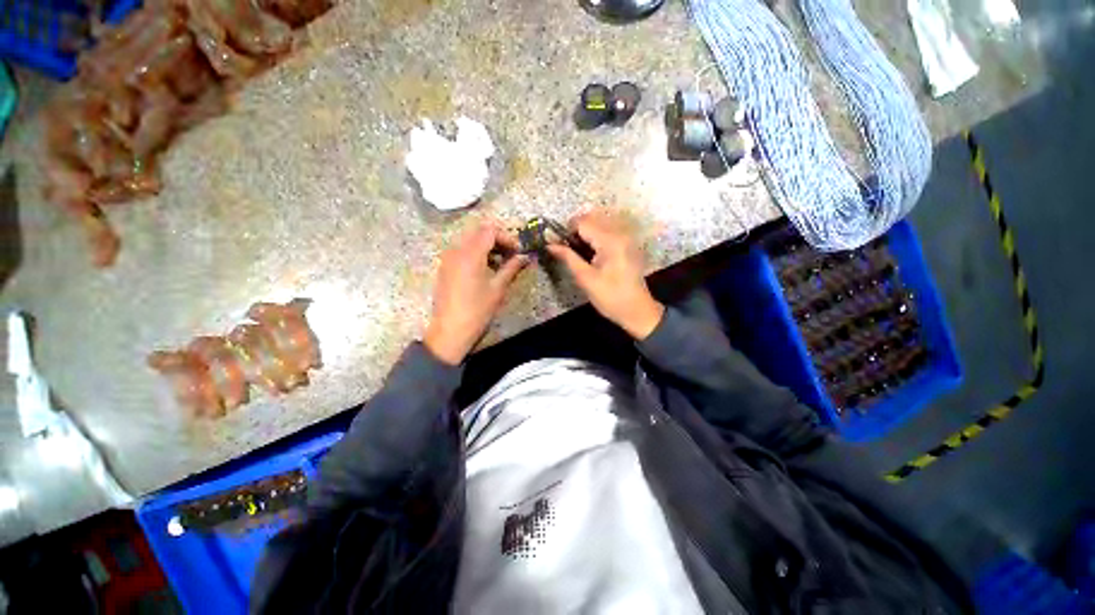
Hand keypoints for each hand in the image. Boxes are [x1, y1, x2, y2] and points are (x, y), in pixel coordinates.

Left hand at [424, 222, 529, 364]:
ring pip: (469, 241)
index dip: (507, 237)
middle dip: (497, 239)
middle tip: (510, 254)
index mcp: (470, 254)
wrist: (450, 330)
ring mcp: (447, 258)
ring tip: (499, 263)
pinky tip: (484, 269)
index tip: (518, 250)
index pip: (490, 231)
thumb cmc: (477, 310)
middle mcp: (456, 250)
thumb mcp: (498, 288)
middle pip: (478, 232)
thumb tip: (525, 257)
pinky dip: (475, 253)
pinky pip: (461, 251)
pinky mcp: (444, 268)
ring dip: (486, 246)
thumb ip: (511, 268)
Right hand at [547, 210, 664, 339]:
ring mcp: (626, 238)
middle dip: (576, 230)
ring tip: (579, 253)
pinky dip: (595, 238)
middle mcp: (619, 233)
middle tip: (567, 250)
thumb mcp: (585, 279)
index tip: (558, 245)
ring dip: (585, 233)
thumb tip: (549, 244)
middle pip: (591, 219)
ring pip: (599, 224)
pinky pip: (607, 232)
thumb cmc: (610, 297)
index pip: (583, 222)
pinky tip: (591, 254)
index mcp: (610, 241)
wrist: (637, 311)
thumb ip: (567, 257)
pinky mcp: (627, 244)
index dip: (566, 231)